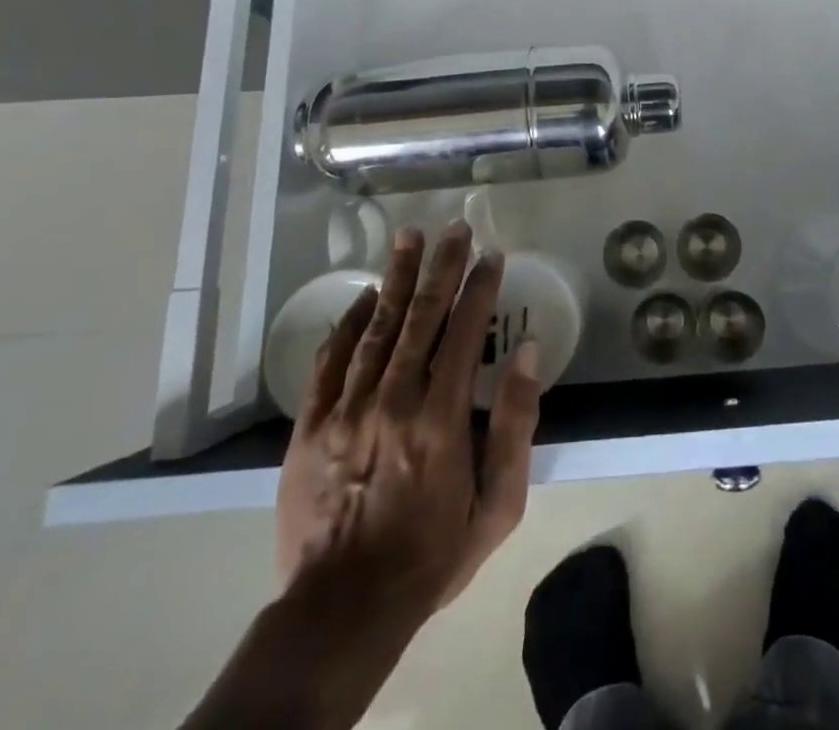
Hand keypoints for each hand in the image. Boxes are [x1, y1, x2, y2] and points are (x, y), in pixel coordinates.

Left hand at [275, 221, 542, 631]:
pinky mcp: (309, 428)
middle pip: (420, 317)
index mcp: (440, 418)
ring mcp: (346, 411)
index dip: (480, 289)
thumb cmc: (432, 552)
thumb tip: (528, 352)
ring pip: (375, 328)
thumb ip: (515, 424)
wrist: (341, 610)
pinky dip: (347, 325)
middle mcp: (393, 402)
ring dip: (396, 279)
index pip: (464, 333)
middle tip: (455, 227)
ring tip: (410, 238)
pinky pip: (330, 362)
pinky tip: (362, 298)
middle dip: (441, 267)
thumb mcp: (499, 503)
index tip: (492, 255)